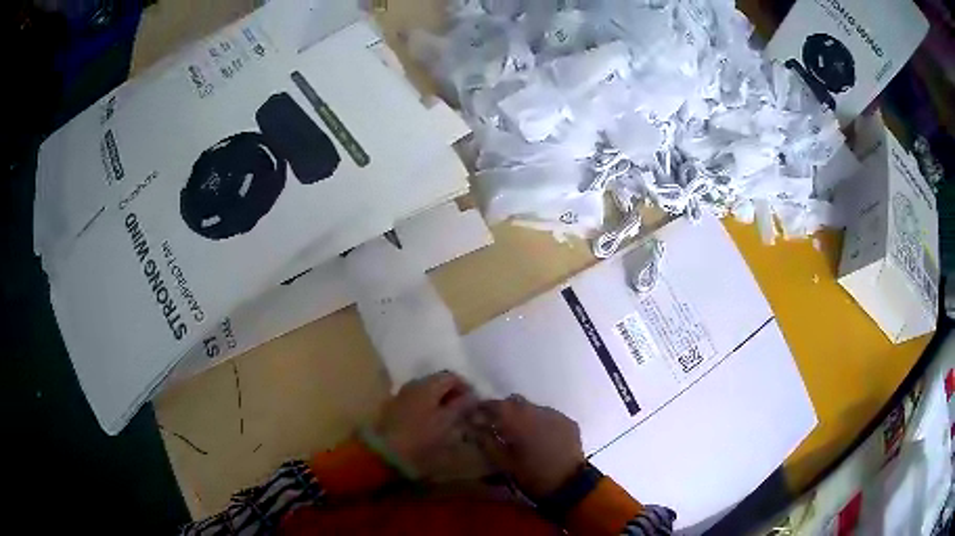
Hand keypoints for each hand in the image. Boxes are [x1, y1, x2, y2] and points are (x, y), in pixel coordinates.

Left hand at [374, 371, 477, 477]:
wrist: (386, 451)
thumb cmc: (421, 435)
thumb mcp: (447, 422)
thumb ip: (461, 406)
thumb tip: (473, 395)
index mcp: (427, 384)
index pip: (452, 377)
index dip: (466, 387)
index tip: (475, 403)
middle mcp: (413, 384)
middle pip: (438, 382)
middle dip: (453, 394)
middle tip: (464, 411)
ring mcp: (402, 395)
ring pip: (427, 392)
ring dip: (440, 401)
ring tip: (451, 418)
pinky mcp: (394, 408)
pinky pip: (417, 401)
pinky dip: (429, 407)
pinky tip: (433, 422)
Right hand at [469, 395, 585, 498]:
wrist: (570, 485)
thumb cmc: (532, 476)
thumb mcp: (504, 463)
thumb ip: (487, 442)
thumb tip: (474, 428)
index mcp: (519, 421)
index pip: (496, 405)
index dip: (484, 408)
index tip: (475, 415)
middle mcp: (538, 412)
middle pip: (515, 402)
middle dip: (503, 410)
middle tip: (496, 424)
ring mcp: (556, 415)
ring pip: (533, 408)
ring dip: (523, 416)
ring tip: (519, 432)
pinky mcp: (568, 422)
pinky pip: (549, 416)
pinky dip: (540, 422)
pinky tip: (539, 436)